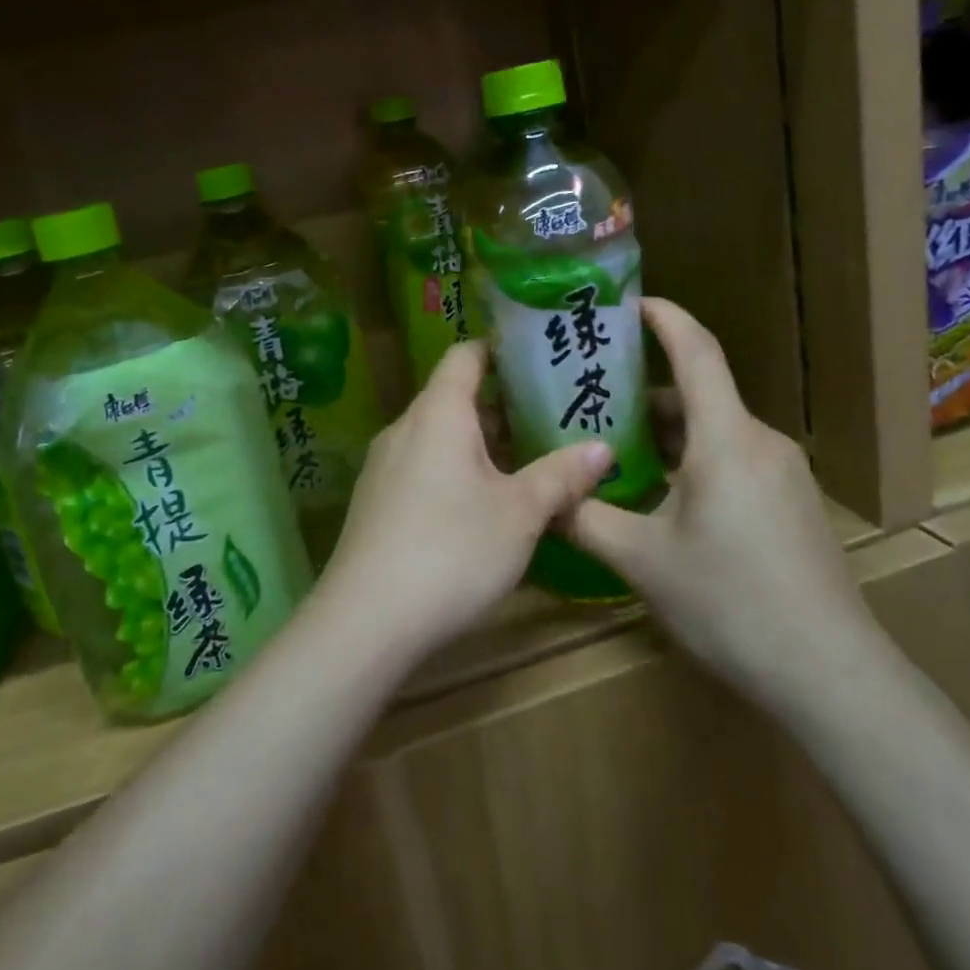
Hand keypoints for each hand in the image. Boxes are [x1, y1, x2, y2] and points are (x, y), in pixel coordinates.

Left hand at [319, 340, 611, 662]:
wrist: (367, 620)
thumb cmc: (453, 549)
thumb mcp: (520, 513)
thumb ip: (561, 475)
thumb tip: (602, 447)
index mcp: (438, 413)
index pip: (466, 355)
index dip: (500, 350)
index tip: (538, 357)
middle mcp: (404, 428)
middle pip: (453, 397)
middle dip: (501, 406)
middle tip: (549, 418)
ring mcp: (383, 466)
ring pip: (438, 436)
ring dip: (480, 444)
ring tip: (525, 462)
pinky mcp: (376, 502)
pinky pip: (421, 467)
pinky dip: (454, 470)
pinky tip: (482, 505)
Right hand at [563, 298, 876, 710]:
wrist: (828, 674)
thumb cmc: (728, 602)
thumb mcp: (641, 560)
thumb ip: (585, 518)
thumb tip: (542, 496)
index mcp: (725, 439)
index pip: (696, 351)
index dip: (664, 317)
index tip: (628, 302)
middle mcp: (759, 441)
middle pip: (699, 394)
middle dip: (644, 390)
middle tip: (589, 395)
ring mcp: (783, 472)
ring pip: (715, 430)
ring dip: (667, 431)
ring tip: (614, 446)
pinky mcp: (793, 502)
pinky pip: (733, 458)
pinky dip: (692, 458)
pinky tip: (661, 493)